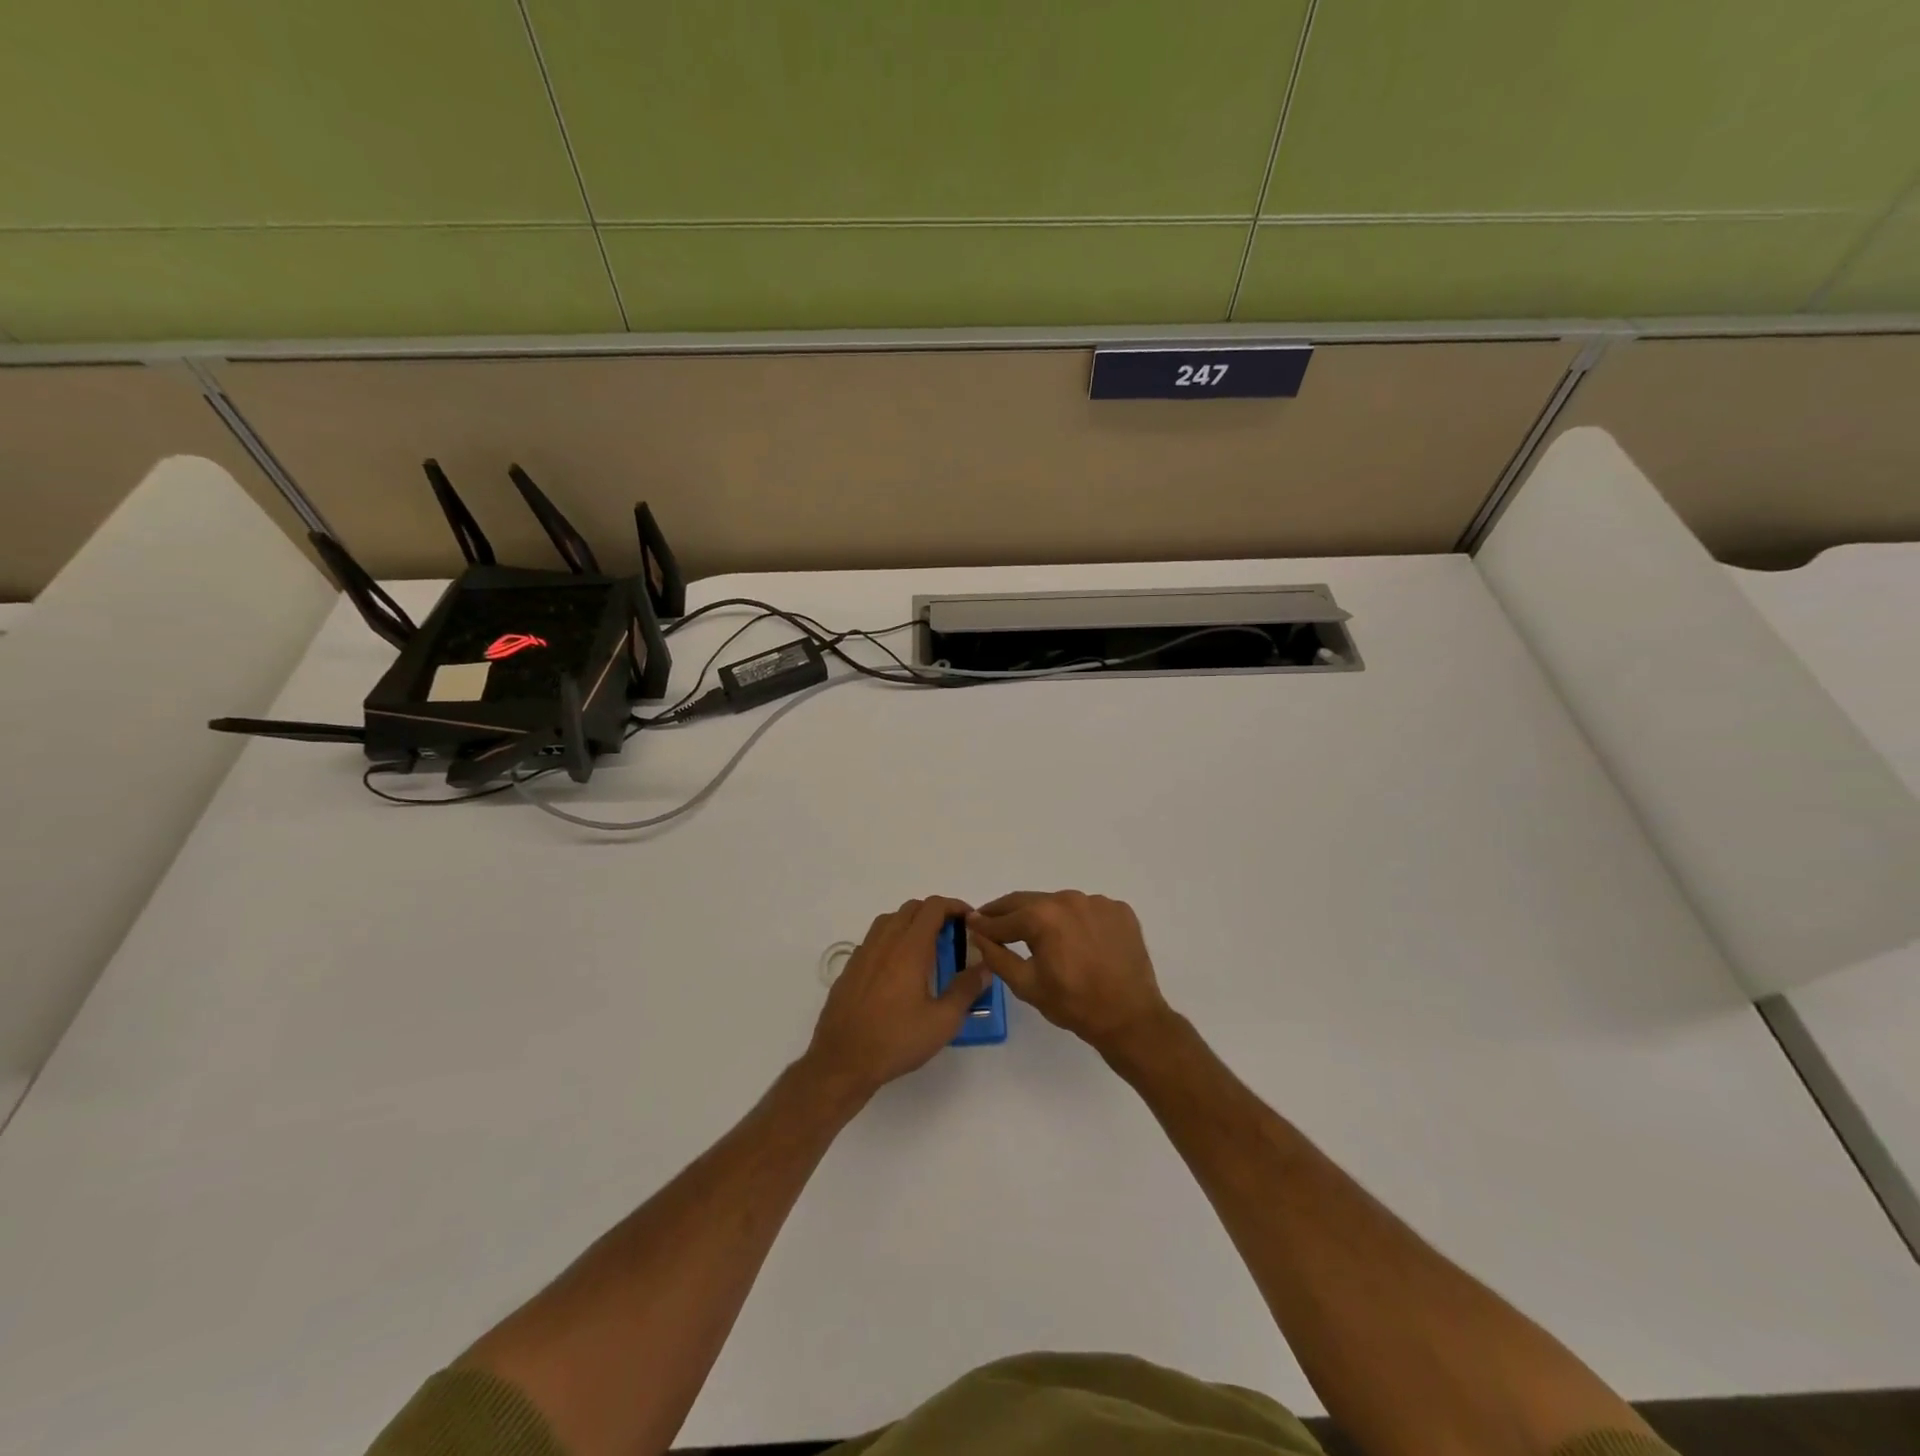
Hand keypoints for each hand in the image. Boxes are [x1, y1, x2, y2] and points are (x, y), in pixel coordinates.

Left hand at [802, 897, 992, 1104]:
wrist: (841, 1062)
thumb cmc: (896, 1040)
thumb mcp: (942, 1021)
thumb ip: (966, 990)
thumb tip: (984, 967)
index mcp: (909, 948)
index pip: (933, 907)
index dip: (955, 906)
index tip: (970, 920)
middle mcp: (884, 942)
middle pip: (911, 908)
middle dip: (935, 913)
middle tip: (952, 936)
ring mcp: (863, 953)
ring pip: (890, 920)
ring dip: (911, 923)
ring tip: (927, 948)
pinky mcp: (850, 968)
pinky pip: (874, 939)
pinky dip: (892, 940)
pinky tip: (898, 968)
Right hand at [969, 890, 1171, 1056]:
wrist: (1130, 1017)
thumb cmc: (1073, 1004)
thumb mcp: (1026, 985)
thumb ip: (997, 956)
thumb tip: (977, 933)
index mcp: (1042, 916)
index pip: (1003, 918)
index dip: (984, 923)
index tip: (971, 924)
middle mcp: (1068, 899)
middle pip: (1029, 902)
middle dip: (1007, 912)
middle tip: (991, 920)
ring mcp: (1097, 902)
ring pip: (1059, 904)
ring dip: (1044, 915)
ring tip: (1036, 933)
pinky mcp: (1119, 910)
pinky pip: (1087, 910)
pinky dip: (1075, 921)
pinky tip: (1076, 941)